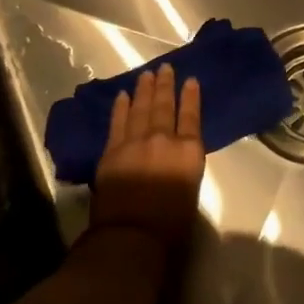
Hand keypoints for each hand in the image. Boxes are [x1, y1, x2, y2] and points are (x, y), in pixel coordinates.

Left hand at [92, 64, 204, 255]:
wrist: (131, 235)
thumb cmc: (171, 225)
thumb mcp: (191, 190)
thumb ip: (184, 165)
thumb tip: (176, 155)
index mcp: (189, 152)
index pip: (192, 116)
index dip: (191, 97)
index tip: (190, 80)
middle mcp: (163, 140)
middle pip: (165, 106)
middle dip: (166, 85)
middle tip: (165, 67)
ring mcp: (135, 142)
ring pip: (141, 109)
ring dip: (145, 90)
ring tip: (147, 74)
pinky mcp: (112, 151)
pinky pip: (118, 122)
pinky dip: (121, 107)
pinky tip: (123, 96)